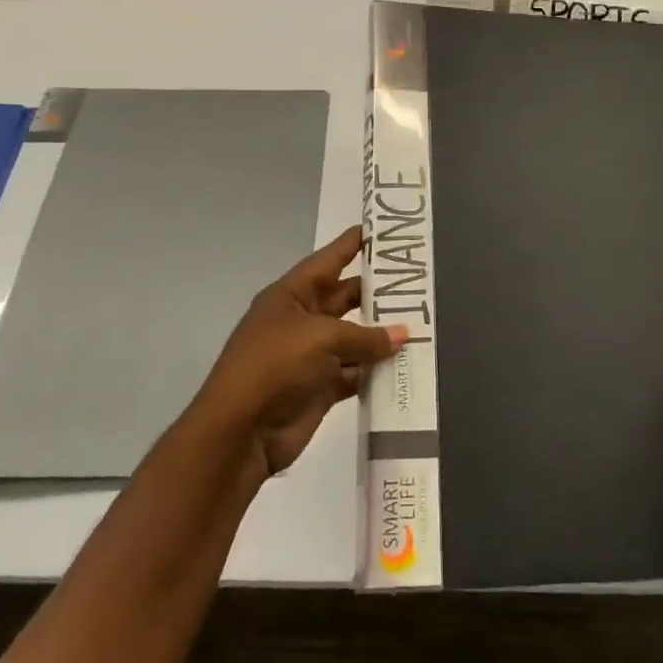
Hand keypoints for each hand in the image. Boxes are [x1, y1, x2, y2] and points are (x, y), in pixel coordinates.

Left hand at [192, 226, 402, 477]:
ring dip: (382, 334)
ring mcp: (311, 355)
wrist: (240, 433)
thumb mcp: (321, 338)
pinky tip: (405, 365)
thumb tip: (402, 334)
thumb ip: (365, 335)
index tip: (382, 229)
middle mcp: (301, 320)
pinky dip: (376, 370)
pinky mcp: (320, 387)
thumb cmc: (274, 366)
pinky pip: (355, 372)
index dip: (353, 244)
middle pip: (345, 298)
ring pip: (354, 337)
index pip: (329, 260)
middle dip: (377, 292)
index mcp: (291, 295)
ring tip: (423, 322)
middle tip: (417, 282)